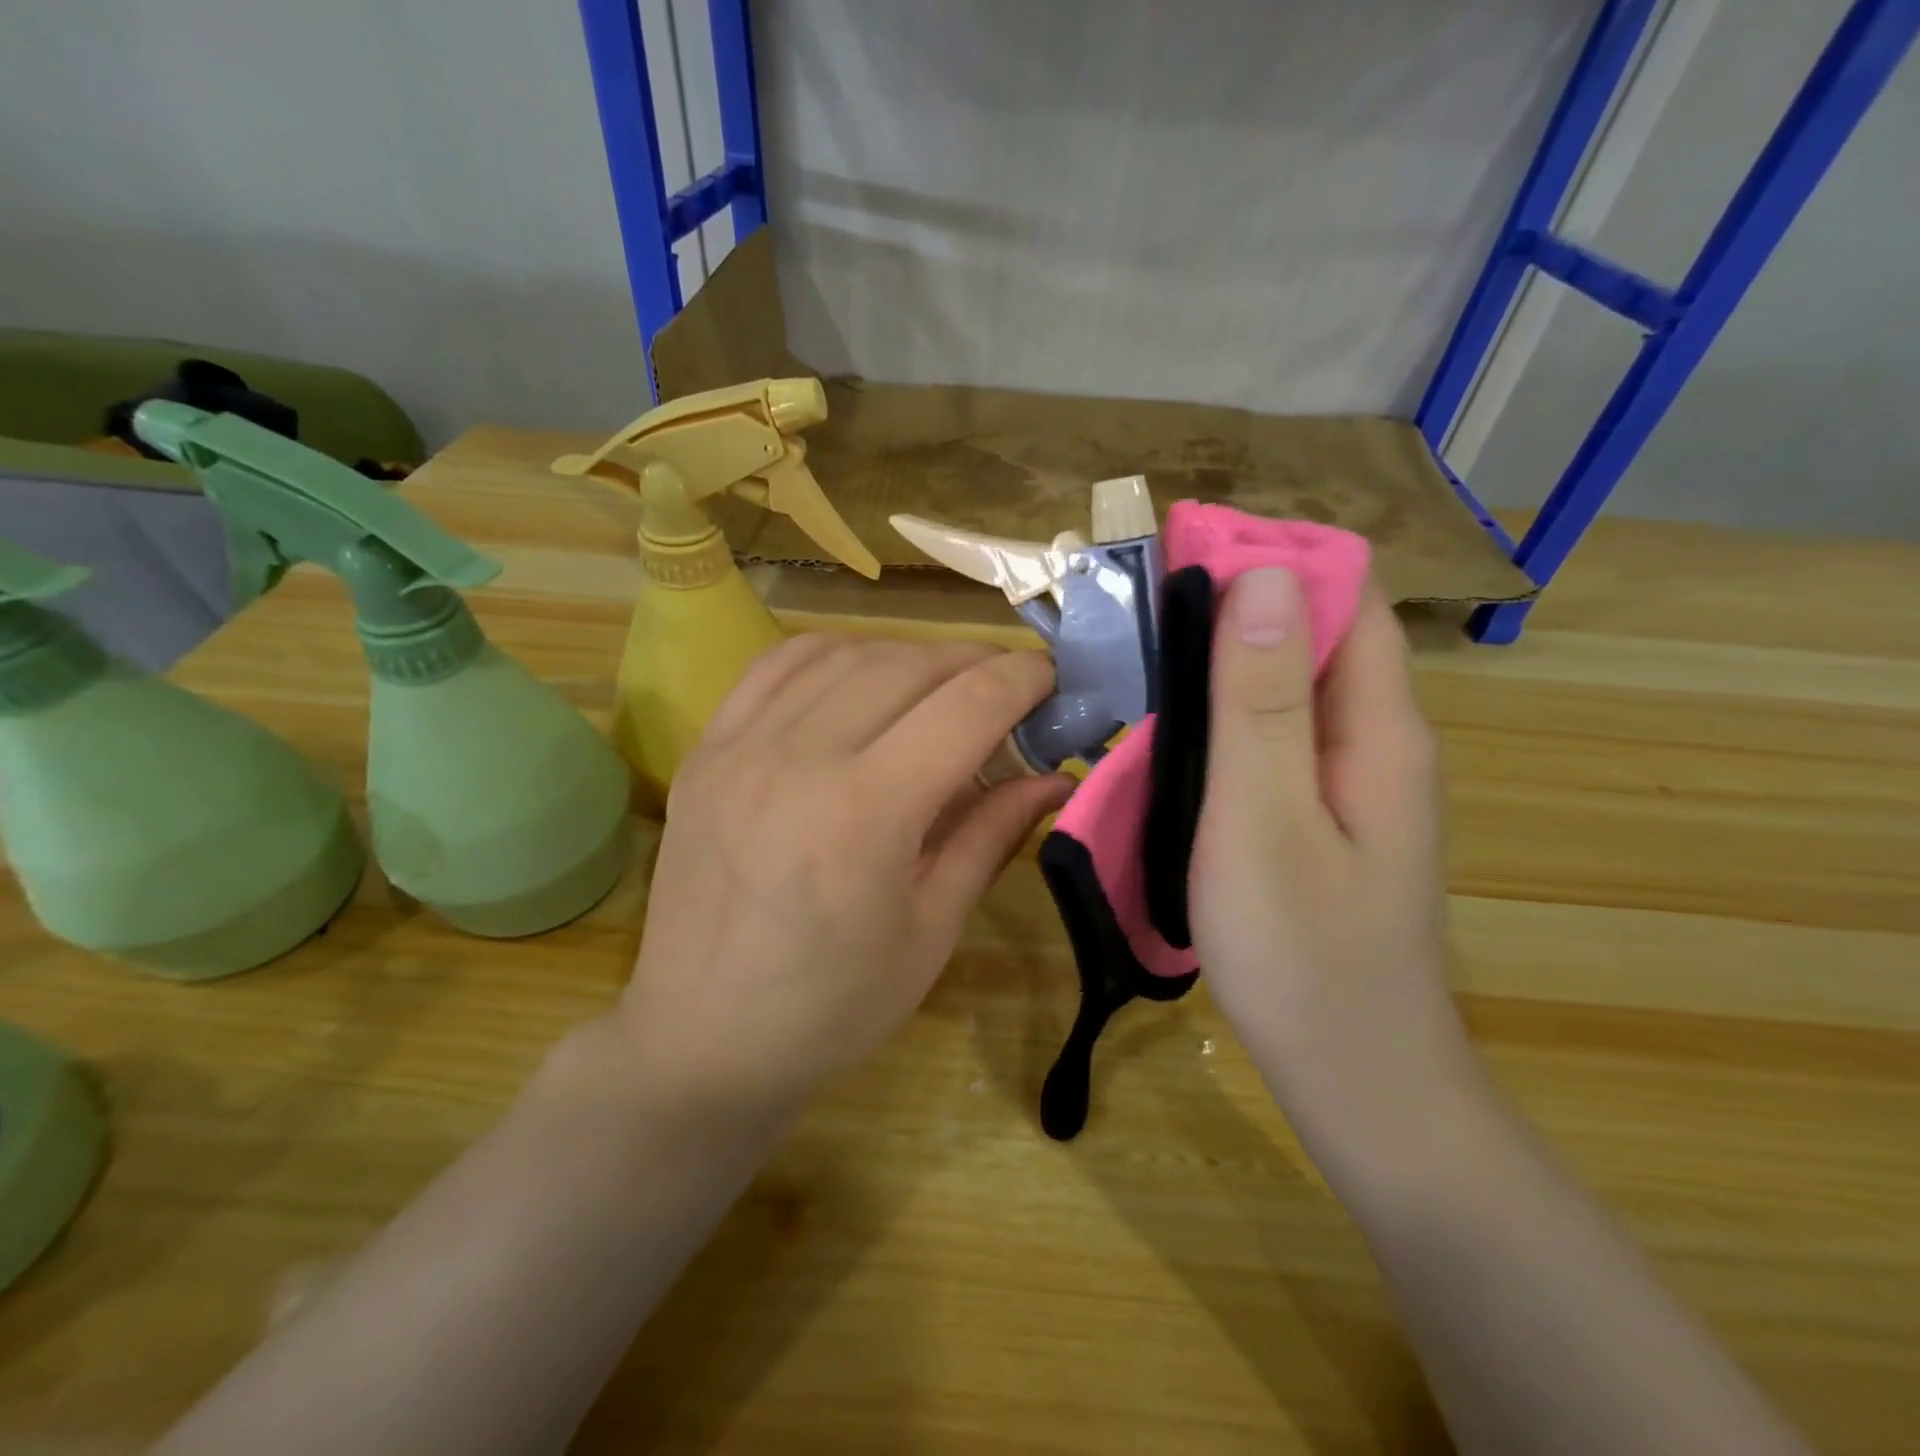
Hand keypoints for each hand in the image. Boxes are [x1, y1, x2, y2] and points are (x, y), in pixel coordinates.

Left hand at [614, 635, 1071, 1120]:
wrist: (701, 1038)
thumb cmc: (833, 1006)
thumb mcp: (933, 929)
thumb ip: (993, 834)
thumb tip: (1056, 777)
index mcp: (865, 814)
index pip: (966, 706)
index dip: (1022, 679)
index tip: (1054, 677)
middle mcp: (798, 758)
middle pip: (909, 665)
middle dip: (975, 663)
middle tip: (1009, 689)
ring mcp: (742, 745)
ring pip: (848, 653)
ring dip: (911, 657)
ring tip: (942, 689)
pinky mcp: (707, 747)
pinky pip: (780, 664)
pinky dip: (839, 655)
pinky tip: (864, 679)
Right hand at [1189, 570, 1473, 1175]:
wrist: (1356, 1081)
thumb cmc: (1303, 955)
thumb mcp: (1265, 820)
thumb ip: (1262, 702)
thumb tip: (1263, 575)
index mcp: (1379, 728)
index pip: (1341, 598)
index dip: (1270, 560)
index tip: (1184, 555)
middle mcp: (1377, 742)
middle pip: (1313, 639)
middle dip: (1236, 609)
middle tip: (1141, 612)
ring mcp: (1352, 786)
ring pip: (1290, 692)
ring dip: (1225, 665)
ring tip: (1142, 662)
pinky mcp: (1323, 821)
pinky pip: (1277, 741)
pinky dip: (1228, 720)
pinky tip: (1175, 738)